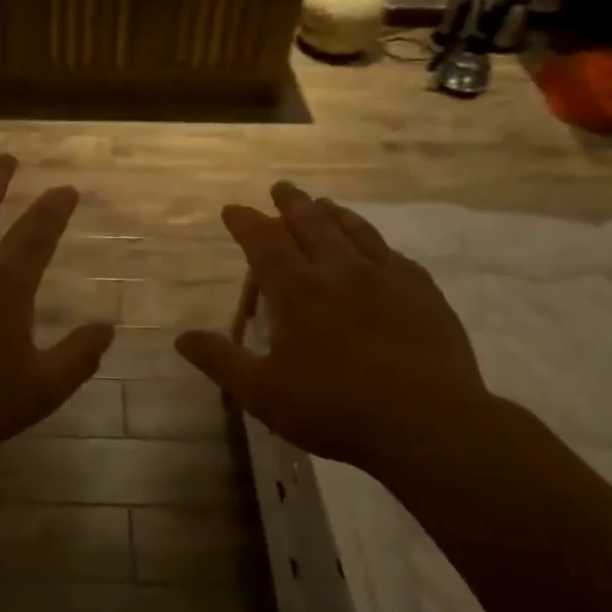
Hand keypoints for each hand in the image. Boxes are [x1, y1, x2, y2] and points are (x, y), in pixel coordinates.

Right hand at [176, 182, 493, 473]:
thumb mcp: (262, 394)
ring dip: (332, 212)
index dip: (245, 222)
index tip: (233, 210)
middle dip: (290, 203)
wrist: (429, 424)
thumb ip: (220, 361)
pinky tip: (375, 248)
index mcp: (297, 290)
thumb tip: (182, 337)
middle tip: (281, 188)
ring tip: (322, 203)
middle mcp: (340, 270)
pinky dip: (372, 241)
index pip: (264, 241)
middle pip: (310, 222)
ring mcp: (386, 277)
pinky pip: (391, 252)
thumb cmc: (335, 410)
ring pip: (353, 229)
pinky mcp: (422, 291)